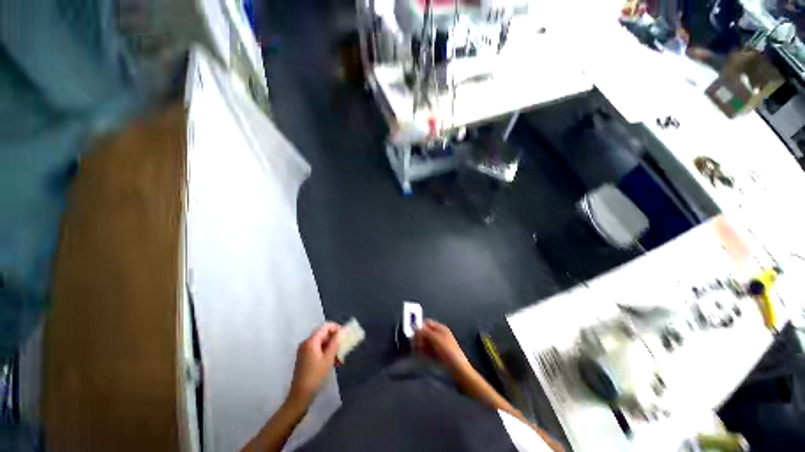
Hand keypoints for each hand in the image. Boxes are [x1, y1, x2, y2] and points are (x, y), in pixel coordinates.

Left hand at [288, 322, 341, 407]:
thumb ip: (335, 343)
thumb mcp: (328, 359)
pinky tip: (334, 362)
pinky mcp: (305, 358)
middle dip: (335, 340)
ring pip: (322, 343)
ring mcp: (304, 351)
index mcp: (311, 341)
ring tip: (340, 358)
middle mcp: (306, 343)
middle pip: (323, 334)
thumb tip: (341, 332)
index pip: (325, 327)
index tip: (345, 335)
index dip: (336, 328)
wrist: (300, 396)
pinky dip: (326, 353)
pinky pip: (318, 350)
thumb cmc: (315, 376)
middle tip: (344, 347)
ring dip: (332, 348)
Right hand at [413, 319, 471, 375]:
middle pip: (425, 332)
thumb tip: (414, 325)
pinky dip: (424, 351)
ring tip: (419, 351)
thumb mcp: (435, 339)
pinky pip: (428, 350)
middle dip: (419, 337)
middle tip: (415, 344)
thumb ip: (424, 331)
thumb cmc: (448, 351)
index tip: (413, 333)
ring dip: (421, 345)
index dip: (420, 326)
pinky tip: (423, 355)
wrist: (457, 368)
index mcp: (440, 328)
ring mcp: (439, 344)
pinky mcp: (438, 353)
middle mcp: (439, 334)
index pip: (427, 323)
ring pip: (426, 342)